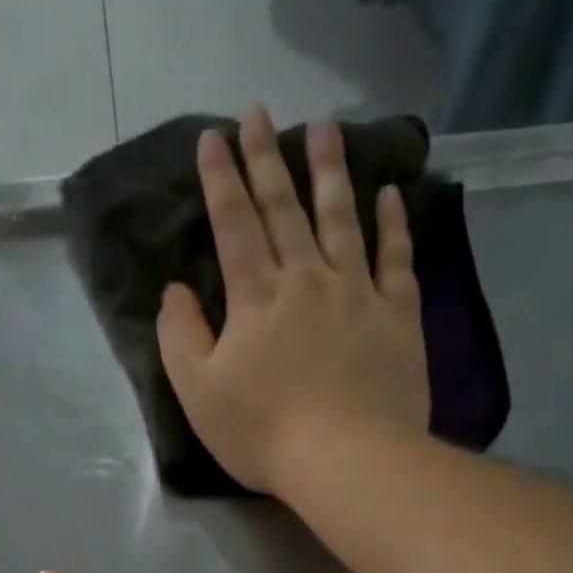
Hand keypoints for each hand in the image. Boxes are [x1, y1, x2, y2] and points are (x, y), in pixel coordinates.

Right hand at [156, 105, 429, 497]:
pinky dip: (392, 224)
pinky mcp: (397, 317)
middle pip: (284, 208)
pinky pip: (396, 259)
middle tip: (257, 112)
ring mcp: (357, 294)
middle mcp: (307, 279)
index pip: (233, 223)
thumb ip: (180, 337)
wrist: (345, 460)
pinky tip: (388, 193)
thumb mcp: (199, 394)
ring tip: (323, 128)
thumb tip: (174, 291)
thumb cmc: (264, 434)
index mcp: (256, 297)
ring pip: (341, 219)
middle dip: (266, 159)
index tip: (213, 138)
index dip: (220, 179)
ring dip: (329, 171)